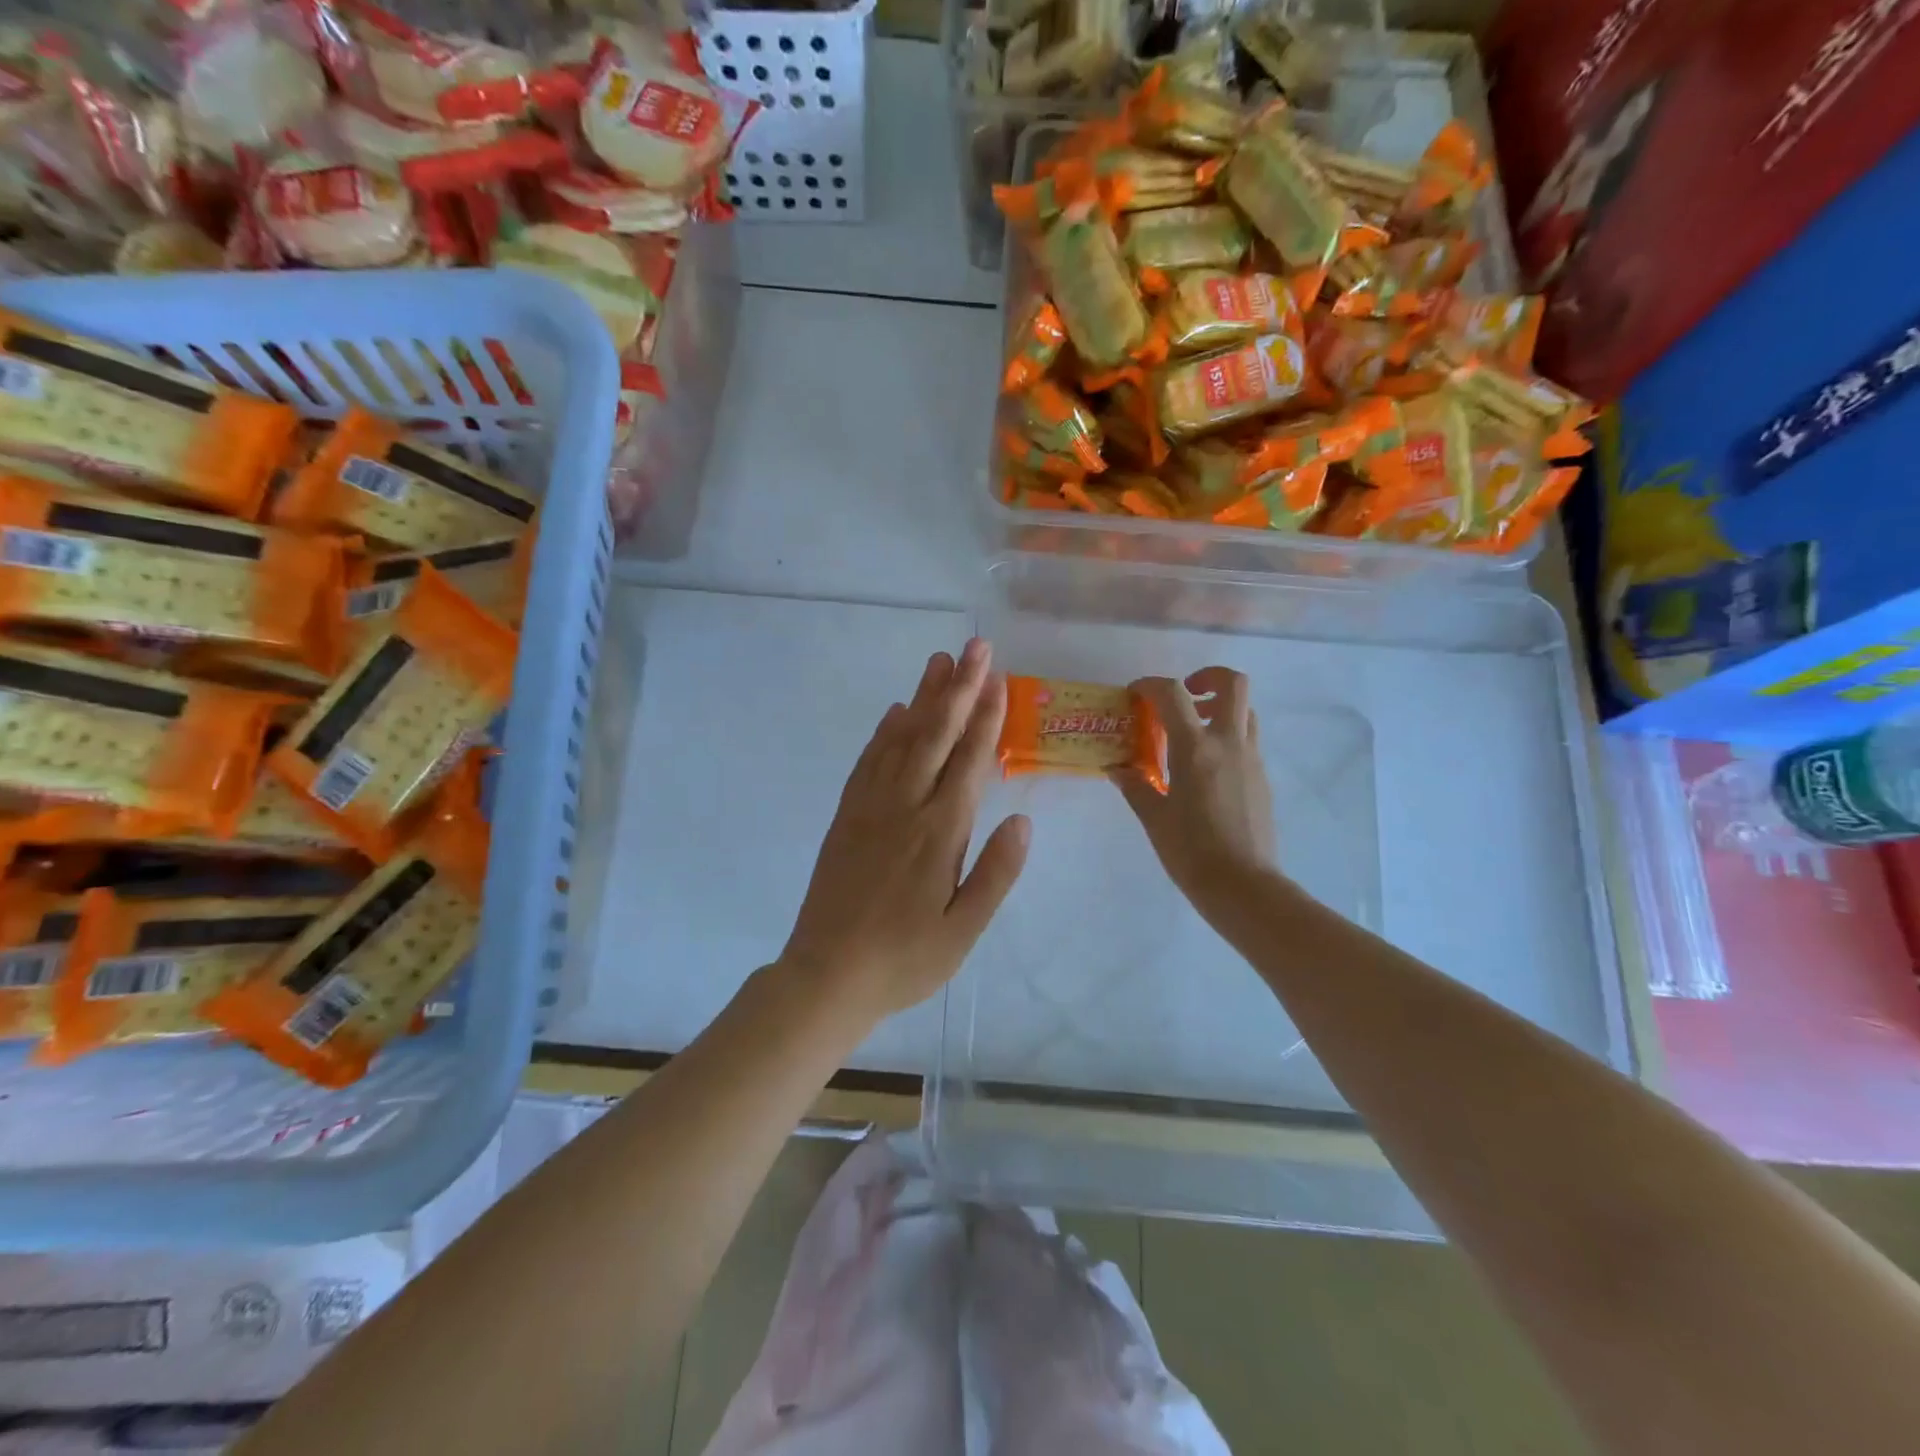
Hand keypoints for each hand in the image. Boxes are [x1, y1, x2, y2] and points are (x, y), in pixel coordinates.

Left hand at [779, 638, 1030, 1025]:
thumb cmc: (904, 960)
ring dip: (922, 698)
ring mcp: (869, 808)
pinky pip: (868, 762)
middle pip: (935, 735)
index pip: (969, 761)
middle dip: (958, 688)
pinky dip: (884, 732)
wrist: (827, 976)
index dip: (985, 716)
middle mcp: (905, 807)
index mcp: (939, 833)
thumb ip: (995, 873)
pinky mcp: (845, 816)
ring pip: (900, 739)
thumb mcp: (963, 931)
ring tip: (938, 661)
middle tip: (974, 647)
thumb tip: (1023, 820)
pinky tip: (894, 712)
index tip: (998, 677)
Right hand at [1114, 667, 1278, 922]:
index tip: (1135, 694)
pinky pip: (1247, 741)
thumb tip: (1117, 770)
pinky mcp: (1262, 779)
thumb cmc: (1191, 852)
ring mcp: (1251, 760)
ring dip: (1220, 708)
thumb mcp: (1154, 818)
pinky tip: (1206, 770)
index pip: (1172, 694)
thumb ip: (1136, 786)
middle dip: (1207, 677)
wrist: (1244, 887)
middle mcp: (1229, 744)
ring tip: (1192, 732)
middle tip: (1184, 696)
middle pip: (1232, 684)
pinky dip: (1227, 738)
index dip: (1150, 684)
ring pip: (1245, 711)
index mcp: (1196, 749)